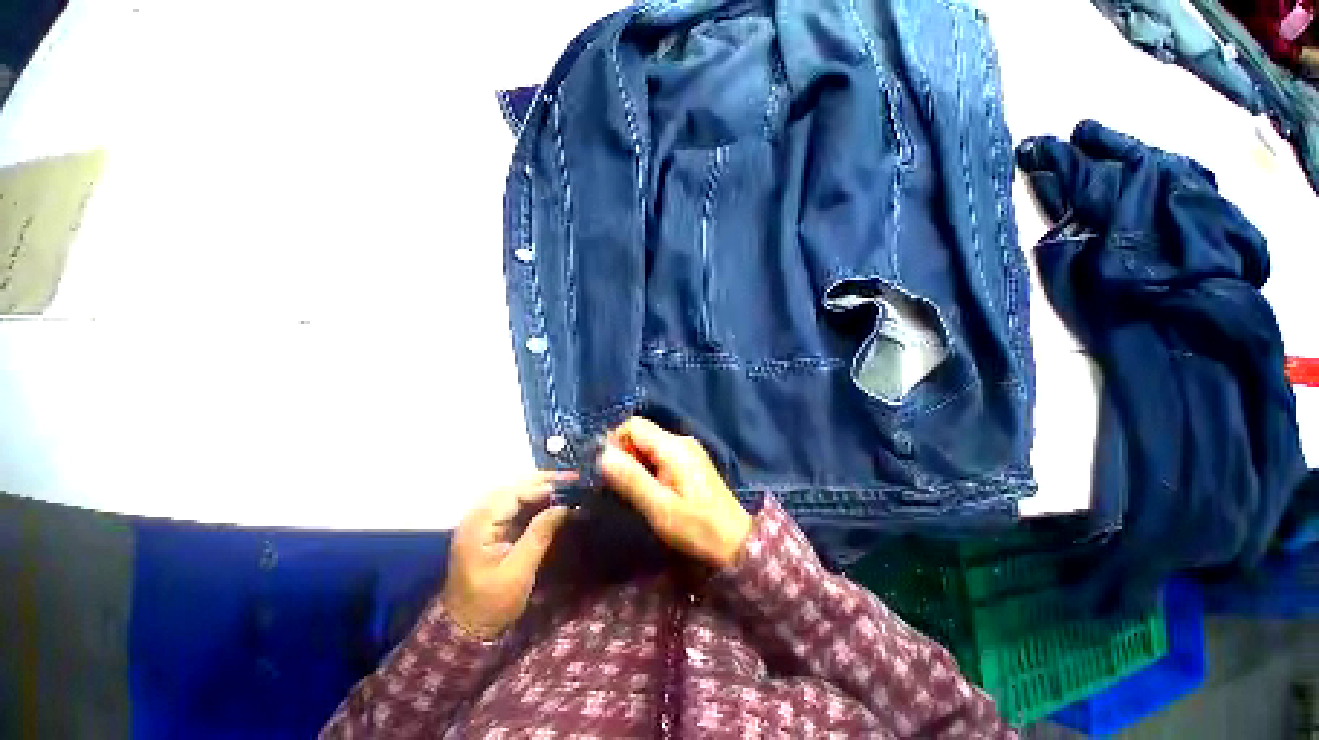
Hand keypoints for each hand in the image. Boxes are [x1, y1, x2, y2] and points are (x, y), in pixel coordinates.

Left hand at [441, 472, 573, 637]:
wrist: (465, 630)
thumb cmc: (491, 604)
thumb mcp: (519, 571)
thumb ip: (539, 534)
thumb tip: (563, 506)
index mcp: (479, 526)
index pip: (513, 494)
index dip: (542, 486)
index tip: (570, 484)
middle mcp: (477, 517)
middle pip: (512, 487)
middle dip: (543, 481)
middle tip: (571, 478)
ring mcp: (481, 522)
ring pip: (513, 493)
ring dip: (539, 487)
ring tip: (565, 484)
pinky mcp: (488, 529)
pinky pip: (511, 505)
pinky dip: (532, 499)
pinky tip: (549, 499)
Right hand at [598, 417, 752, 568]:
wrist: (737, 542)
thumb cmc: (698, 527)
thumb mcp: (660, 508)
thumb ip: (631, 479)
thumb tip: (603, 455)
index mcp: (673, 447)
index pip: (633, 425)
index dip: (615, 443)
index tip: (609, 472)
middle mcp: (681, 441)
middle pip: (641, 433)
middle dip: (625, 454)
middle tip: (619, 486)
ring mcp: (688, 450)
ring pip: (649, 445)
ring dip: (636, 463)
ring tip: (634, 491)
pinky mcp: (691, 462)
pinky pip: (660, 454)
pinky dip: (648, 467)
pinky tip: (651, 490)